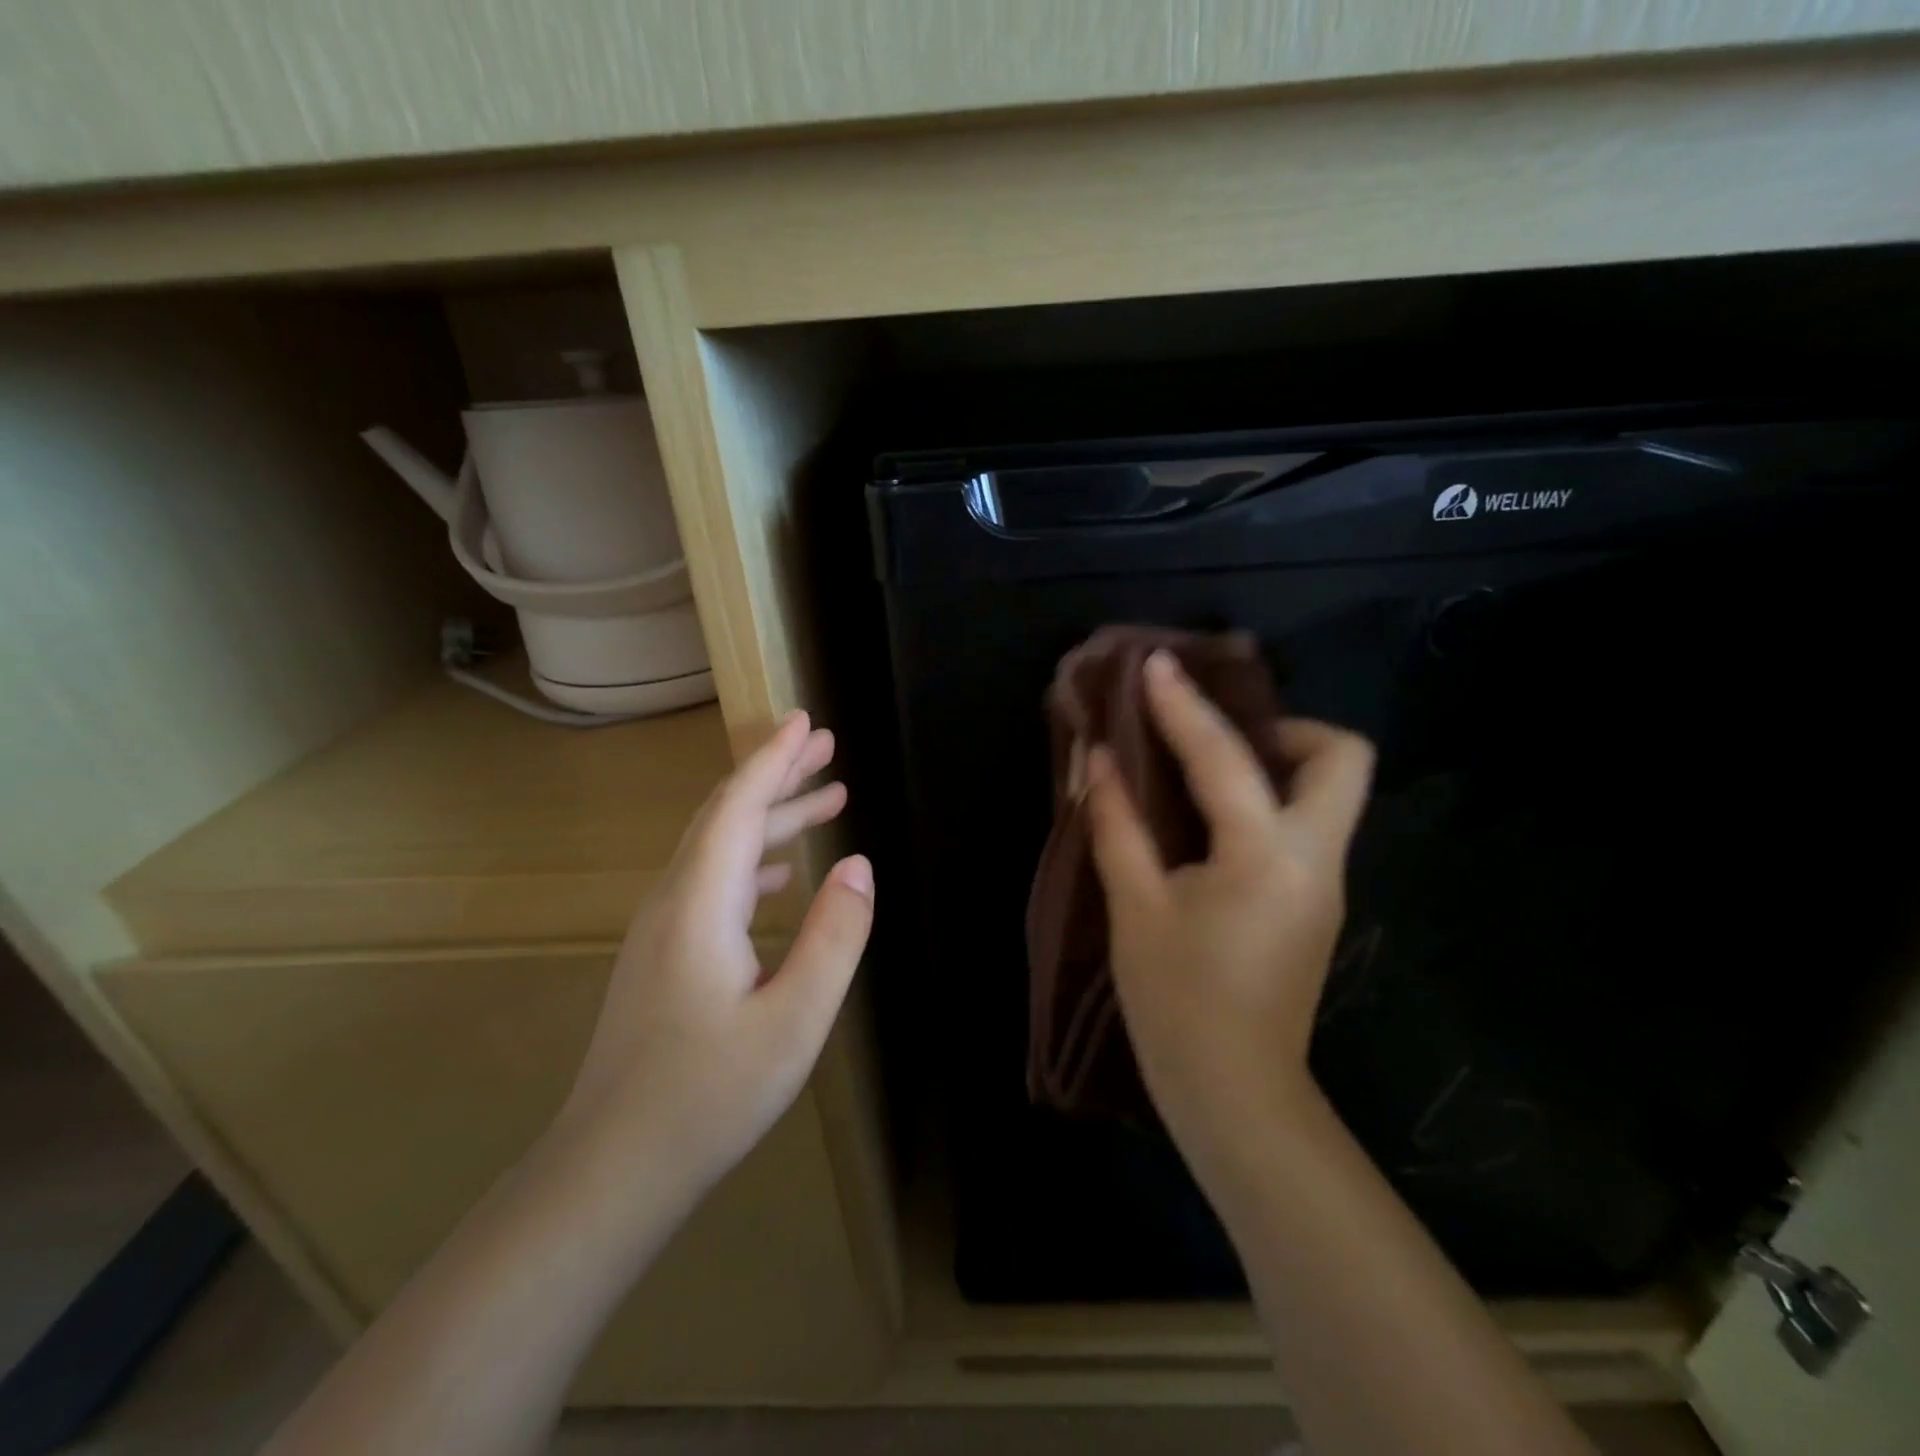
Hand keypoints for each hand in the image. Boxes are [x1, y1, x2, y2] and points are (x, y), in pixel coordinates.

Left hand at [559, 710, 874, 1194]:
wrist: (611, 1170)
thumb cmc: (708, 1096)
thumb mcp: (794, 1021)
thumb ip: (833, 938)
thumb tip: (858, 866)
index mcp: (700, 904)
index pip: (739, 807)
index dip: (774, 759)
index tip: (807, 722)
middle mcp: (673, 902)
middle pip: (725, 816)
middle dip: (776, 775)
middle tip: (827, 747)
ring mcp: (662, 930)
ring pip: (718, 849)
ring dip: (770, 819)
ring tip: (825, 801)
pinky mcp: (663, 957)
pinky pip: (712, 883)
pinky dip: (752, 860)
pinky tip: (782, 875)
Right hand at [1085, 650, 1372, 1181]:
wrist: (1236, 1095)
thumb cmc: (1176, 1003)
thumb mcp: (1135, 908)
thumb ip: (1117, 824)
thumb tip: (1099, 760)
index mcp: (1266, 855)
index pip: (1224, 757)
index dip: (1183, 705)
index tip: (1156, 665)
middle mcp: (1315, 858)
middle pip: (1342, 757)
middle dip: (1283, 729)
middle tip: (1216, 738)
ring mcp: (1325, 883)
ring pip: (1330, 791)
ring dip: (1275, 762)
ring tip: (1203, 769)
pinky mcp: (1316, 904)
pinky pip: (1304, 825)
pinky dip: (1265, 801)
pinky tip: (1210, 820)